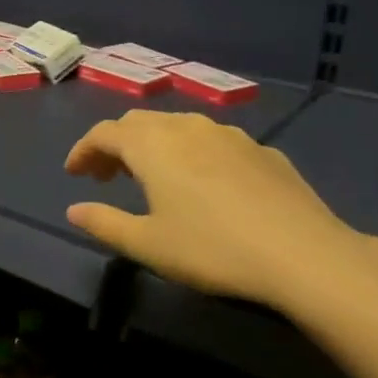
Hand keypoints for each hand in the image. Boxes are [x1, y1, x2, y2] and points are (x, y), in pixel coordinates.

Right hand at [63, 110, 374, 312]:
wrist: (304, 254)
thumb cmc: (212, 249)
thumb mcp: (147, 245)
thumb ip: (104, 223)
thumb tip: (74, 211)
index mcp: (153, 145)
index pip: (105, 133)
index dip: (83, 150)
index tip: (73, 174)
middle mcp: (188, 127)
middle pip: (139, 123)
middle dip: (115, 145)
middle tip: (105, 176)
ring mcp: (229, 135)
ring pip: (178, 126)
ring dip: (154, 145)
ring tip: (150, 176)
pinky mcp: (262, 151)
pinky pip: (213, 141)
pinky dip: (191, 153)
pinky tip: (203, 184)